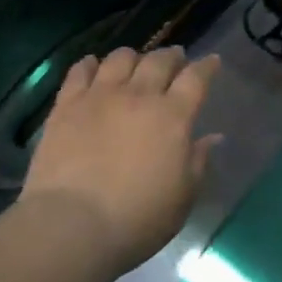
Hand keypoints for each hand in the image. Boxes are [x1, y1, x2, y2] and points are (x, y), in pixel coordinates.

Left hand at [21, 47, 223, 279]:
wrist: (72, 225)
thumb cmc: (137, 219)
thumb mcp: (183, 197)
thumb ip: (198, 161)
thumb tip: (213, 137)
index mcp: (173, 116)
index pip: (196, 78)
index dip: (206, 66)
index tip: (212, 61)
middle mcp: (139, 95)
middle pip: (159, 60)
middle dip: (171, 56)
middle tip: (175, 59)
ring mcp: (100, 95)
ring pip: (120, 58)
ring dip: (133, 57)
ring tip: (134, 64)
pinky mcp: (67, 104)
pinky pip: (80, 71)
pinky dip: (90, 64)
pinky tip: (93, 66)